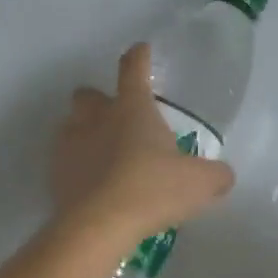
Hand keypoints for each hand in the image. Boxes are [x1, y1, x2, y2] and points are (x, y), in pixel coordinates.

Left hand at [51, 44, 235, 245]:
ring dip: (85, 134)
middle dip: (101, 101)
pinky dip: (77, 168)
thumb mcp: (200, 183)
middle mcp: (96, 117)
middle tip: (120, 120)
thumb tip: (222, 175)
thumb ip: (216, 175)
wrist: (98, 226)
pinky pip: (64, 161)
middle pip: (89, 94)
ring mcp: (70, 145)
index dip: (140, 57)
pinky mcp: (54, 174)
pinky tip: (92, 187)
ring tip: (104, 157)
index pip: (133, 68)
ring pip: (71, 125)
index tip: (142, 51)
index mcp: (132, 108)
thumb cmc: (152, 190)